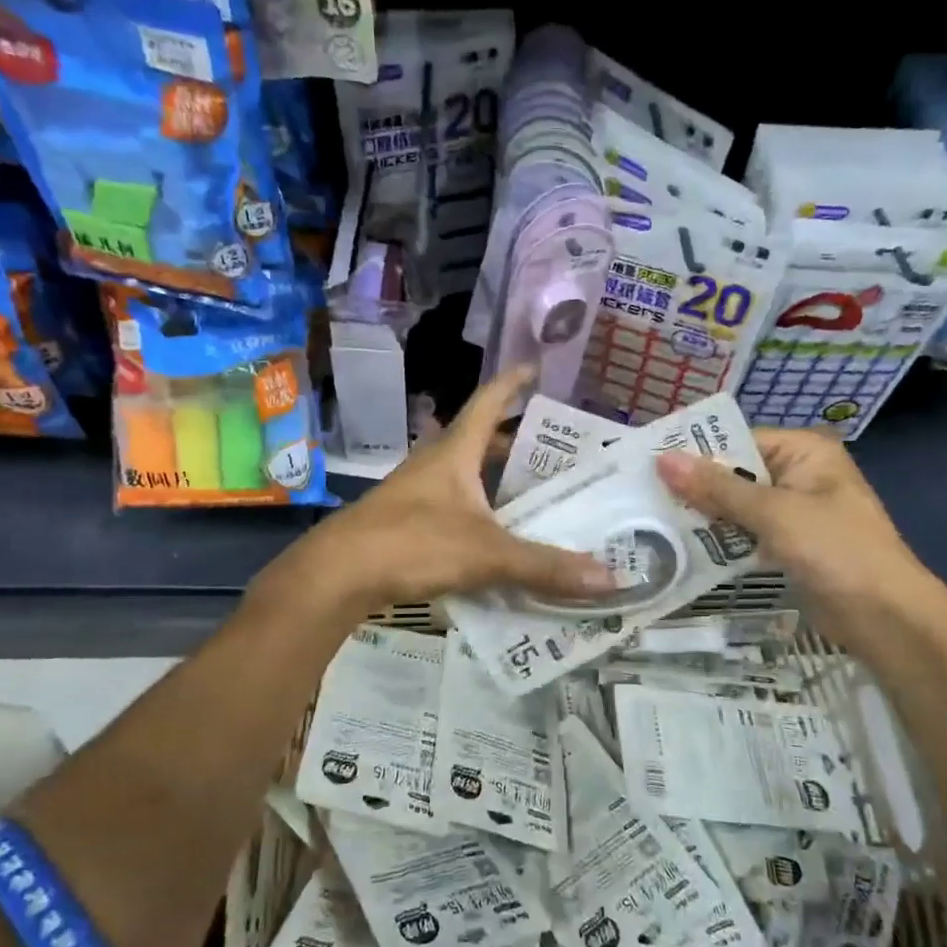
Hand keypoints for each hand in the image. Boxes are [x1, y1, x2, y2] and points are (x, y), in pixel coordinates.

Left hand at [275, 368, 614, 616]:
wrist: (336, 575)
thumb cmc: (412, 544)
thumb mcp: (486, 554)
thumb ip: (545, 566)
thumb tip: (610, 579)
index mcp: (454, 452)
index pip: (488, 402)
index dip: (513, 383)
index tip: (536, 368)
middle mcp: (434, 465)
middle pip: (479, 441)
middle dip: (514, 441)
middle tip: (554, 449)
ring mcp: (416, 493)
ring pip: (465, 476)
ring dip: (495, 480)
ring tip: (533, 494)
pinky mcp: (405, 523)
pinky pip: (453, 507)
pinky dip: (479, 513)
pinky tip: (497, 537)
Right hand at [655, 428, 946, 654]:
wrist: (886, 618)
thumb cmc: (835, 550)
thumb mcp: (773, 513)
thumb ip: (717, 488)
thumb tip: (662, 459)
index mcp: (804, 451)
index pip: (738, 441)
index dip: (695, 453)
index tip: (648, 465)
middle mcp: (798, 474)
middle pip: (734, 473)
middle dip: (695, 487)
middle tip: (641, 495)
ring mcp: (794, 512)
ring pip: (736, 506)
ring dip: (703, 516)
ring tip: (651, 520)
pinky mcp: (788, 545)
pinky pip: (745, 533)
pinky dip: (720, 540)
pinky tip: (683, 546)